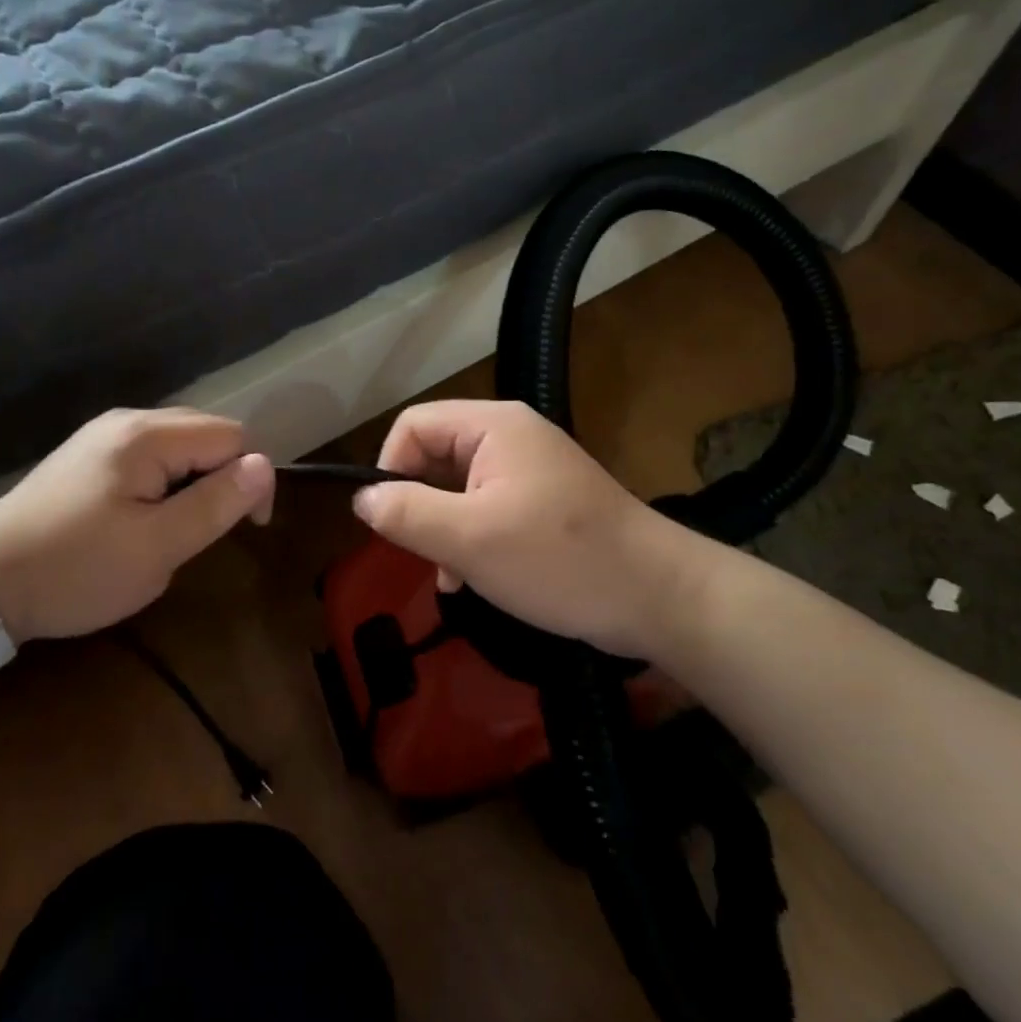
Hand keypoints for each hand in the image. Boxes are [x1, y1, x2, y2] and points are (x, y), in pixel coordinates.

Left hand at [0, 408, 274, 642]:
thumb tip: (265, 465)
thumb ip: (216, 503)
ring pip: (180, 444)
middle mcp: (128, 421)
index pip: (232, 437)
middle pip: (207, 432)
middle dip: (224, 477)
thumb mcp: (157, 547)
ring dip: (196, 480)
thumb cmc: (76, 569)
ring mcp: (105, 435)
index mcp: (147, 436)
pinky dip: (168, 481)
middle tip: (212, 530)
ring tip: (180, 527)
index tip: (248, 528)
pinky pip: (152, 455)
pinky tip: (149, 516)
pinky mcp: (90, 455)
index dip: (252, 478)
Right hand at [352, 400, 722, 657]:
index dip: (390, 467)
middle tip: (420, 551)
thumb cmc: (558, 559)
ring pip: (458, 488)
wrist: (658, 597)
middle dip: (419, 504)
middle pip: (435, 455)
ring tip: (448, 575)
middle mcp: (510, 437)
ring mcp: (530, 470)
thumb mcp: (470, 539)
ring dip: (443, 529)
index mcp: (493, 426)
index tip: (389, 519)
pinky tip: (469, 580)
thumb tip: (362, 498)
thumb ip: (407, 513)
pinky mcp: (544, 503)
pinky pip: (487, 509)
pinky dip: (470, 539)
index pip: (413, 424)